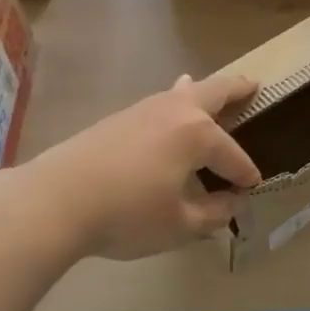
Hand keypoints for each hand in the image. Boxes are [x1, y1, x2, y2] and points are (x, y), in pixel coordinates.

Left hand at [17, 72, 260, 259]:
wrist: (56, 200)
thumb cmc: (127, 214)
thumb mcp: (179, 225)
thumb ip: (212, 214)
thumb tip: (231, 203)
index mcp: (198, 134)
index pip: (233, 155)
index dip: (245, 174)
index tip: (253, 187)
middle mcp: (176, 111)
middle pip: (214, 91)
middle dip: (237, 89)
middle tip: (253, 85)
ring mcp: (145, 110)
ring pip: (182, 92)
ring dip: (202, 91)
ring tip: (211, 90)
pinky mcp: (119, 118)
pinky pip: (160, 103)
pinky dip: (174, 102)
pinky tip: (167, 112)